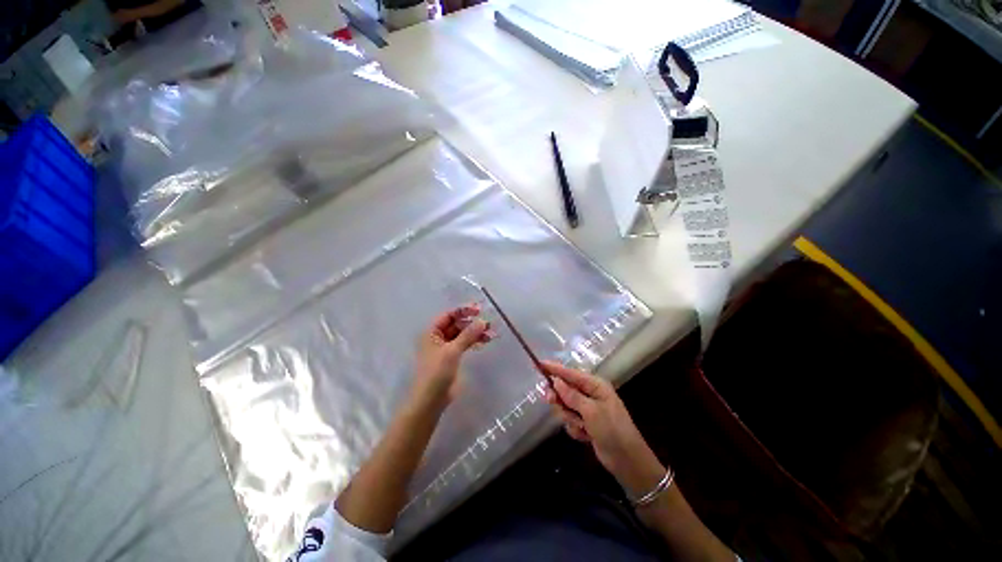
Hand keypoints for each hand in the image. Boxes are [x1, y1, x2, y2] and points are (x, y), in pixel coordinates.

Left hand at [410, 305, 490, 411]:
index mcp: (432, 332)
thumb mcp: (452, 351)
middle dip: (472, 323)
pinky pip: (465, 344)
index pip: (449, 315)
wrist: (431, 399)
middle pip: (457, 324)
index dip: (463, 311)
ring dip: (476, 332)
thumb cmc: (436, 372)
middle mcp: (438, 337)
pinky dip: (474, 341)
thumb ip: (468, 335)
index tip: (479, 310)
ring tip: (491, 332)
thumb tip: (483, 321)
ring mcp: (446, 347)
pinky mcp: (453, 357)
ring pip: (463, 334)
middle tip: (488, 323)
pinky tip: (486, 340)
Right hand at [543, 361, 666, 498]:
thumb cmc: (612, 430)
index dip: (554, 369)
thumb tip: (556, 381)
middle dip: (560, 399)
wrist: (627, 461)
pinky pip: (570, 420)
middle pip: (565, 390)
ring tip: (581, 426)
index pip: (570, 373)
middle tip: (552, 402)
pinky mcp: (585, 423)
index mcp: (595, 386)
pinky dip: (575, 428)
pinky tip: (585, 436)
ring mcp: (587, 409)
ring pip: (565, 406)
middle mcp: (590, 394)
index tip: (539, 364)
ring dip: (569, 417)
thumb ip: (571, 396)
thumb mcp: (591, 411)